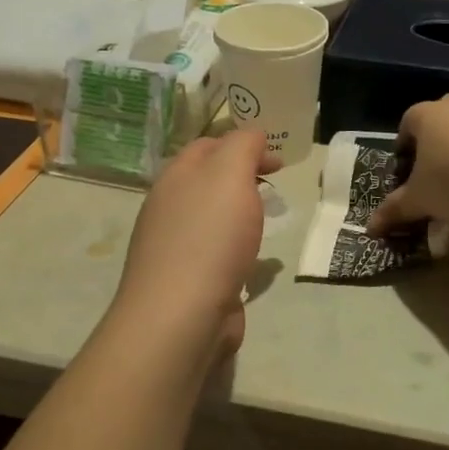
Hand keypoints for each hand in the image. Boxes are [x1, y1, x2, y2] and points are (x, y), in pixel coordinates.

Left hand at [112, 130, 276, 362]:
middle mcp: (170, 208)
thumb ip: (243, 146)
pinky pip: (217, 255)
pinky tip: (255, 262)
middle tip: (276, 185)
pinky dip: (238, 250)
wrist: (182, 315)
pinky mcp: (189, 281)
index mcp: (176, 178)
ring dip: (240, 215)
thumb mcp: (230, 174)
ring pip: (212, 219)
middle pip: (208, 181)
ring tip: (268, 220)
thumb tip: (253, 135)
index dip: (244, 144)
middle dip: (241, 178)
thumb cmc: (209, 237)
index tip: (278, 159)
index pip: (208, 146)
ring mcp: (176, 247)